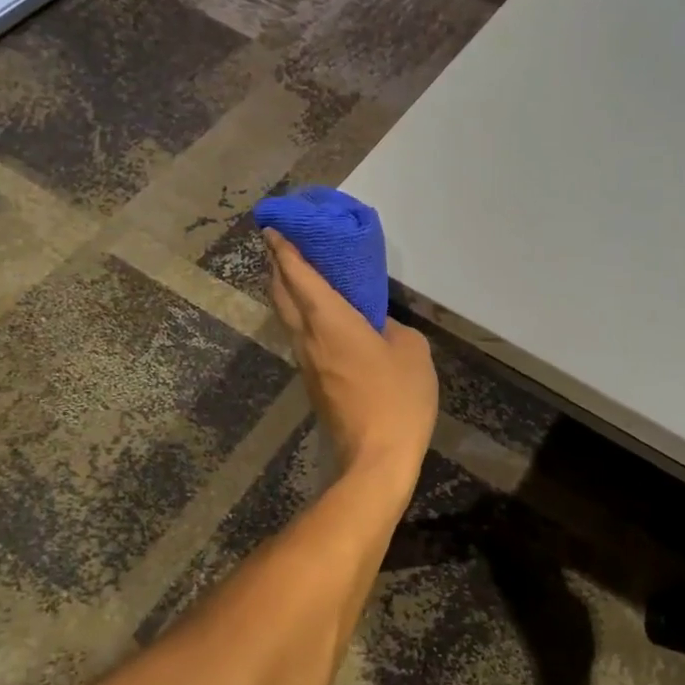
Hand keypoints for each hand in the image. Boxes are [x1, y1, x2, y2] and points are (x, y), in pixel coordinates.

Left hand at [265, 231, 437, 487]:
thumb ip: (390, 327)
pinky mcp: (312, 381)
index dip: (284, 249)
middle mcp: (308, 337)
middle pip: (281, 293)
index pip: (298, 275)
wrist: (376, 457)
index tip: (272, 227)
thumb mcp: (411, 350)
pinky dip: (300, 314)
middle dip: (277, 266)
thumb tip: (375, 325)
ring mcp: (306, 362)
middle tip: (281, 244)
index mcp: (330, 321)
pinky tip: (318, 314)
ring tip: (297, 273)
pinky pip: (300, 335)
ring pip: (286, 316)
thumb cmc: (397, 398)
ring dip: (285, 291)